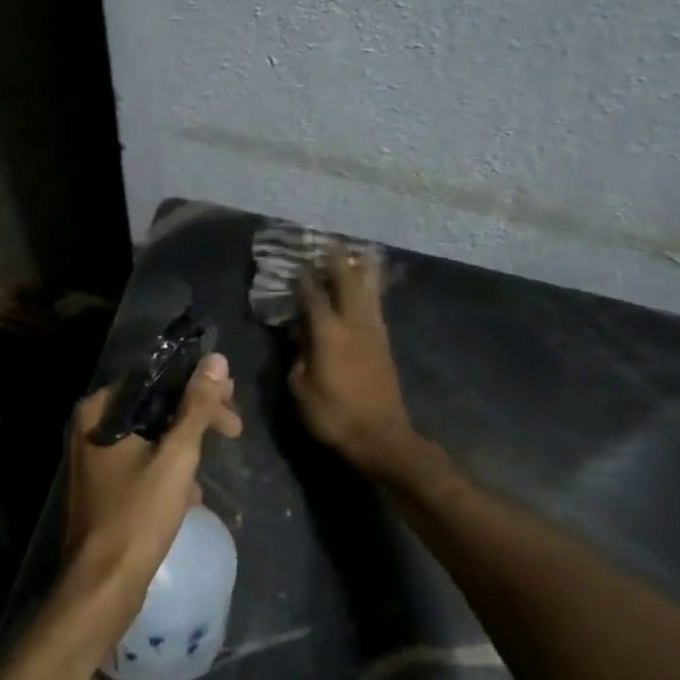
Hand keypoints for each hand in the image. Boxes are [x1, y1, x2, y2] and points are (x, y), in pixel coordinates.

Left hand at [61, 353, 242, 632]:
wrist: (102, 587)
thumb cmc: (137, 516)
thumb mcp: (176, 457)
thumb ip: (196, 406)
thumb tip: (216, 360)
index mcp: (98, 411)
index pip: (154, 378)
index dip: (197, 384)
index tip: (231, 397)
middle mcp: (89, 427)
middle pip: (153, 406)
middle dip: (195, 418)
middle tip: (234, 427)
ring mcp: (92, 459)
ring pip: (150, 436)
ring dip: (184, 447)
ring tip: (210, 466)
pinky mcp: (101, 486)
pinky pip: (141, 463)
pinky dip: (166, 470)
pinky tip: (190, 494)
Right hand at [289, 248, 416, 475]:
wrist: (381, 437)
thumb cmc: (334, 415)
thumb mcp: (301, 388)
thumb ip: (297, 356)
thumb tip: (299, 335)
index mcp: (328, 333)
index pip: (312, 295)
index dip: (302, 278)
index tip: (295, 262)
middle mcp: (353, 323)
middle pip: (346, 281)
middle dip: (336, 260)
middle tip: (327, 243)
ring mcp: (374, 331)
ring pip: (368, 289)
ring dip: (360, 269)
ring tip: (355, 252)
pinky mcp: (385, 342)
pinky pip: (376, 305)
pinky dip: (371, 288)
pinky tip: (368, 285)